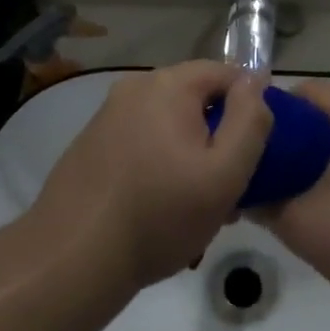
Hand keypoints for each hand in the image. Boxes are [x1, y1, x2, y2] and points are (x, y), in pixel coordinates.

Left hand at [35, 62, 273, 289]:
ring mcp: (109, 114)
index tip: (255, 154)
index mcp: (168, 84)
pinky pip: (142, 140)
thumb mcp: (224, 174)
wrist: (73, 256)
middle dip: (218, 137)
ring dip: (190, 154)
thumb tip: (257, 79)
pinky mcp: (92, 142)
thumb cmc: (159, 215)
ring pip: (169, 123)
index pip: (227, 74)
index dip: (249, 109)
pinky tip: (161, 205)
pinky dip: (160, 162)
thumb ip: (250, 121)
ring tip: (197, 205)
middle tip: (229, 188)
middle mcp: (135, 87)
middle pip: (197, 99)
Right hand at [256, 80, 329, 315]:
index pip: (305, 91)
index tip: (242, 138)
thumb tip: (241, 193)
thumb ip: (263, 203)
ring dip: (312, 164)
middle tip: (257, 169)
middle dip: (288, 141)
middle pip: (324, 118)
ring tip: (282, 193)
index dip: (268, 110)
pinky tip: (321, 211)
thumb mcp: (302, 224)